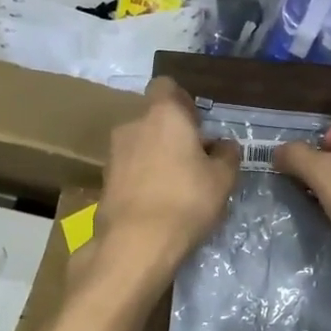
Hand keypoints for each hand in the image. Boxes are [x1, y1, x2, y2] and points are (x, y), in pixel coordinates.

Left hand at [88, 79, 239, 291]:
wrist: (136, 244)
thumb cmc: (186, 201)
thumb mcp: (223, 179)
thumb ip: (227, 154)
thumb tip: (223, 144)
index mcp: (163, 114)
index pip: (166, 86)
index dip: (183, 101)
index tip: (198, 125)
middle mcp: (133, 125)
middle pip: (154, 118)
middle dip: (172, 133)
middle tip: (195, 160)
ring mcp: (114, 153)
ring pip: (141, 144)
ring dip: (157, 156)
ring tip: (177, 186)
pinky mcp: (104, 180)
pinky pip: (130, 169)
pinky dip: (143, 178)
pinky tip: (158, 203)